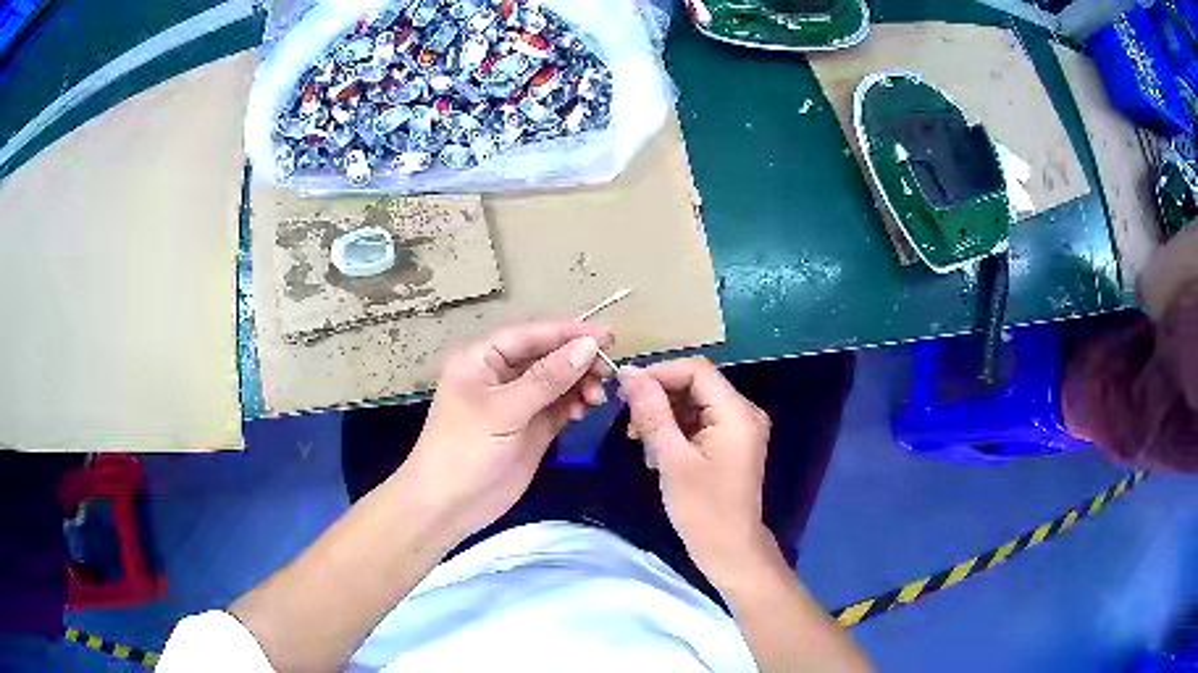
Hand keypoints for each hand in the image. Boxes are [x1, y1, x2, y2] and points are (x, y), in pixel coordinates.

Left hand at [398, 321, 612, 540]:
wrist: (449, 506)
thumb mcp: (504, 411)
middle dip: (577, 361)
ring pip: (557, 382)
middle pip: (547, 356)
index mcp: (482, 360)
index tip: (607, 335)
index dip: (568, 332)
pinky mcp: (532, 428)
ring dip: (579, 384)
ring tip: (597, 398)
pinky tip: (585, 411)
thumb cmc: (465, 450)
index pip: (530, 335)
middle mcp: (501, 376)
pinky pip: (559, 406)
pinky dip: (575, 404)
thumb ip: (547, 378)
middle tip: (607, 373)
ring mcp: (518, 403)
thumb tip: (589, 346)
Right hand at [619, 358, 774, 581]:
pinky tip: (656, 451)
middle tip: (629, 421)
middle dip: (659, 397)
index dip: (659, 373)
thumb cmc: (702, 509)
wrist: (729, 550)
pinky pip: (700, 421)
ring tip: (640, 441)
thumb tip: (630, 374)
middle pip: (696, 385)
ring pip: (695, 403)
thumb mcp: (672, 459)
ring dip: (664, 415)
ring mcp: (739, 428)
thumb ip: (653, 413)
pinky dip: (676, 429)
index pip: (696, 371)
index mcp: (736, 412)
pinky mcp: (731, 443)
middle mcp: (743, 412)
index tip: (625, 390)